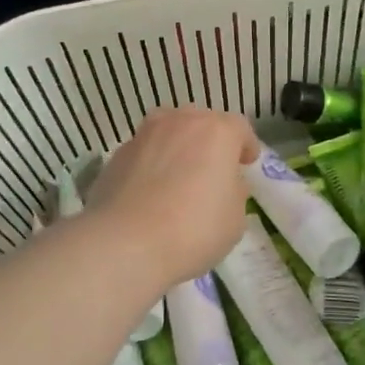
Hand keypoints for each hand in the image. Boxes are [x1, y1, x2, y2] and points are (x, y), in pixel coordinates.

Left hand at [87, 108, 259, 287]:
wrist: (126, 242)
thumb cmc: (194, 229)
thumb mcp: (235, 218)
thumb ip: (234, 192)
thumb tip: (225, 183)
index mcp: (216, 132)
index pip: (239, 128)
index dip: (246, 145)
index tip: (247, 163)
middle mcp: (180, 122)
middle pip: (201, 122)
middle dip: (209, 141)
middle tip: (212, 168)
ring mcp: (144, 135)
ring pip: (168, 131)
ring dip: (177, 147)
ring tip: (178, 175)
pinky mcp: (117, 155)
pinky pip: (144, 153)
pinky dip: (151, 164)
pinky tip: (150, 191)